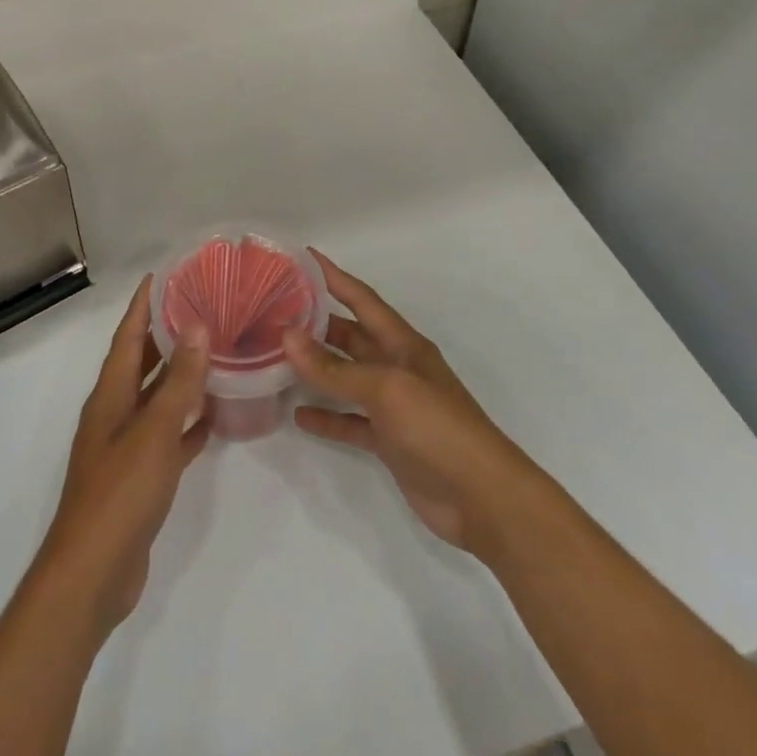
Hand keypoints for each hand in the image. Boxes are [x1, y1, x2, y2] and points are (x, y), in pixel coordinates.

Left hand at [36, 277, 209, 640]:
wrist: (93, 574)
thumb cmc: (121, 492)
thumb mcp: (154, 431)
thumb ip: (178, 382)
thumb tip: (196, 328)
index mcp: (110, 395)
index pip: (128, 336)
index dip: (142, 305)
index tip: (162, 276)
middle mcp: (114, 413)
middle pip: (141, 363)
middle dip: (165, 335)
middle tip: (200, 309)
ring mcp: (125, 447)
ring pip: (156, 399)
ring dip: (180, 378)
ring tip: (214, 354)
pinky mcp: (139, 478)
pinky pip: (166, 437)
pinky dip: (186, 424)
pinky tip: (212, 417)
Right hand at [284, 251, 532, 552]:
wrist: (482, 499)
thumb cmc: (438, 428)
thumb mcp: (386, 389)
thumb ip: (336, 368)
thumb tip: (287, 337)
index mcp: (402, 343)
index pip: (362, 299)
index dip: (334, 277)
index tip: (303, 256)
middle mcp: (396, 367)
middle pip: (350, 336)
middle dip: (316, 323)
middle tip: (273, 311)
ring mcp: (393, 405)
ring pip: (346, 377)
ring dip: (316, 369)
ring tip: (275, 358)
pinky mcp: (389, 441)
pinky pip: (350, 421)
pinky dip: (327, 417)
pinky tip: (298, 416)